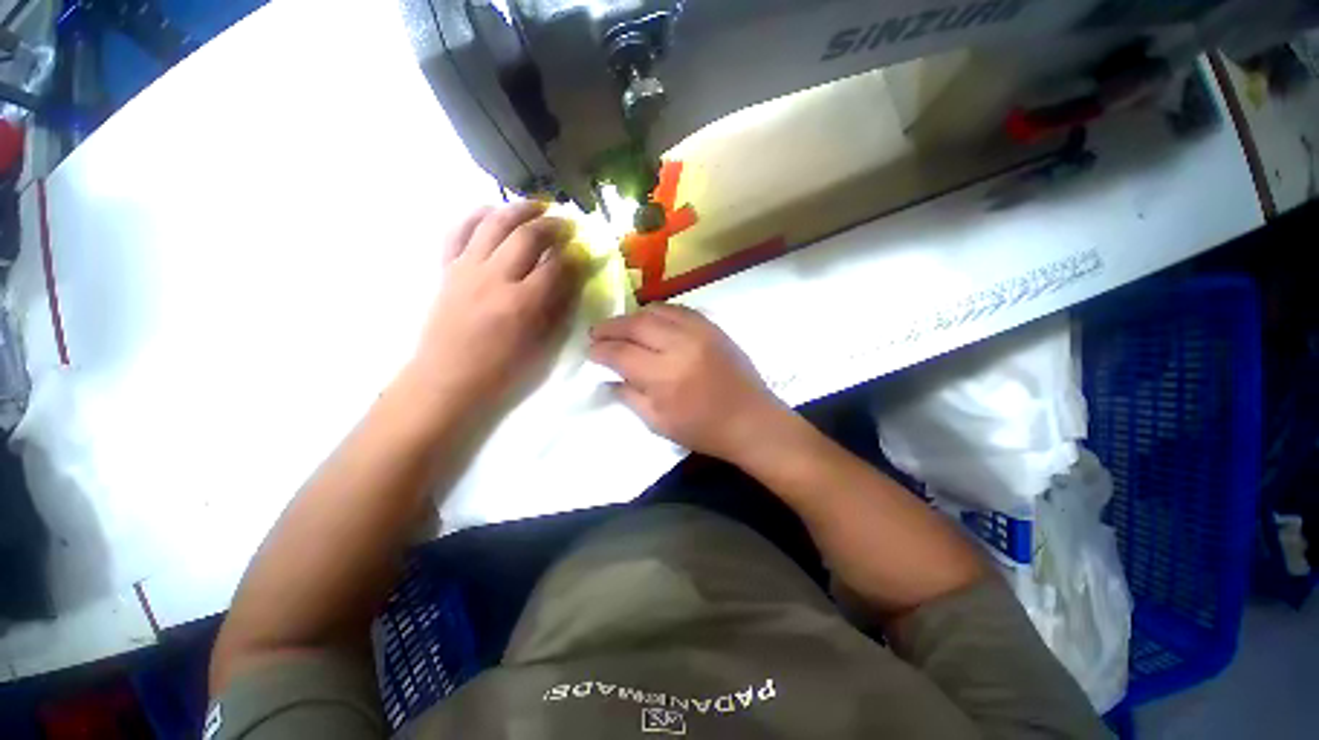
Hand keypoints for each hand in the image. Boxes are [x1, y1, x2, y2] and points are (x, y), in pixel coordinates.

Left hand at [409, 202, 584, 410]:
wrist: (447, 379)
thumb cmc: (501, 370)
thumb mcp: (541, 345)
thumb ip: (559, 308)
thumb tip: (573, 279)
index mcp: (522, 303)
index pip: (556, 266)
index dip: (575, 255)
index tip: (585, 251)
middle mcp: (494, 278)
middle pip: (527, 235)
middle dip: (553, 225)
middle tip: (568, 224)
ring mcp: (466, 269)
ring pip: (494, 223)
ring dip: (519, 208)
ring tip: (537, 206)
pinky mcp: (447, 268)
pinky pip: (459, 230)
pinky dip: (477, 215)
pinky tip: (493, 211)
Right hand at [589, 304, 788, 461]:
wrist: (751, 420)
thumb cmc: (703, 430)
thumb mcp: (658, 423)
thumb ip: (628, 396)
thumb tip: (606, 379)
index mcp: (663, 376)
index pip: (620, 353)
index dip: (600, 350)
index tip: (590, 351)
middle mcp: (679, 345)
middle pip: (635, 325)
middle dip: (610, 327)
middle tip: (596, 333)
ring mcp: (699, 331)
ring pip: (655, 311)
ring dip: (632, 317)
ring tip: (621, 327)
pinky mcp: (713, 326)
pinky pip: (678, 309)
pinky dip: (658, 312)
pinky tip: (651, 321)